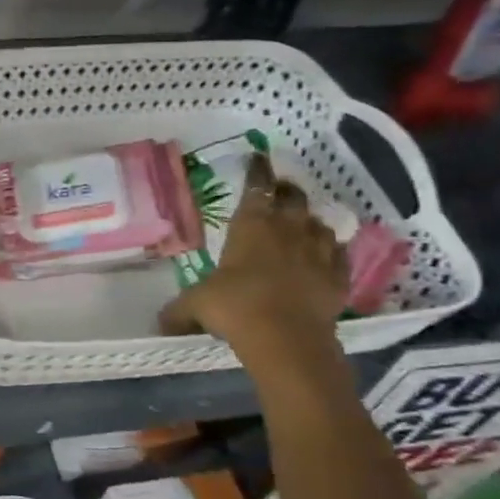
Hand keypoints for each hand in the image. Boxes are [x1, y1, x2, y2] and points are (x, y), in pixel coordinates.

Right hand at [160, 152, 347, 359]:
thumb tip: (160, 322)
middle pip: (293, 198)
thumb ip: (180, 308)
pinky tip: (326, 256)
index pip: (256, 186)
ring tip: (303, 225)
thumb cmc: (234, 307)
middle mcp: (288, 230)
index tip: (258, 158)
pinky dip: (332, 252)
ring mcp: (318, 252)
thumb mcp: (195, 305)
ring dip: (310, 222)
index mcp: (251, 225)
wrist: (286, 340)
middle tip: (280, 191)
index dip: (257, 171)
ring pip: (320, 224)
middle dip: (286, 191)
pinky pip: (339, 255)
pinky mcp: (339, 276)